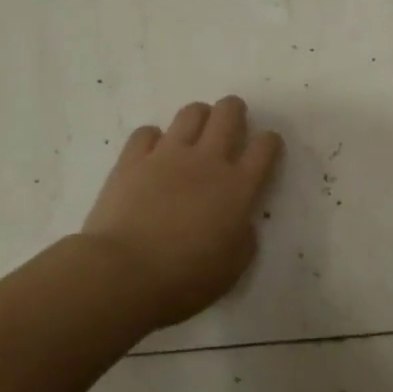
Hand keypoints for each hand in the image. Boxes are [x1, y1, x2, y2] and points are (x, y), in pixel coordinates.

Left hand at [81, 96, 283, 327]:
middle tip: (232, 123)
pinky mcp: (133, 159)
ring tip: (195, 132)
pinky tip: (153, 152)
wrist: (123, 274)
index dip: (269, 142)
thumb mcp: (232, 268)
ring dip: (199, 117)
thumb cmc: (184, 280)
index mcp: (238, 187)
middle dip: (235, 111)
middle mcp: (207, 161)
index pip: (265, 147)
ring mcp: (167, 155)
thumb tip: (240, 223)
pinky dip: (154, 138)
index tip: (266, 147)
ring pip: (191, 113)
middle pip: (228, 114)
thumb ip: (243, 238)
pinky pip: (147, 132)